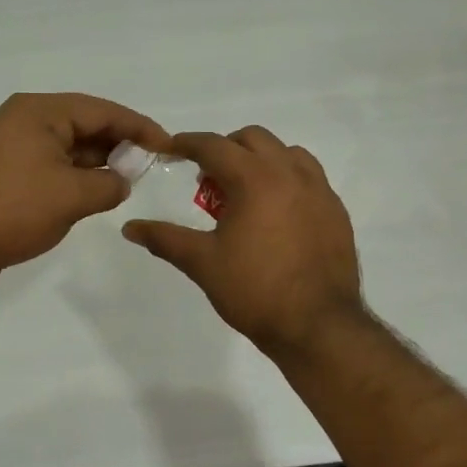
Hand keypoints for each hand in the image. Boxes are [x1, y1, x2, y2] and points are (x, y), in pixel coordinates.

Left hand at [0, 93, 171, 295]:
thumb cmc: (12, 210)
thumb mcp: (72, 196)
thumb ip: (109, 183)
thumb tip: (122, 182)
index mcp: (38, 112)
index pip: (101, 110)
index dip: (138, 126)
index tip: (167, 145)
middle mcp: (25, 122)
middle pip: (84, 125)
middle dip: (119, 145)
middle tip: (152, 166)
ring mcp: (14, 149)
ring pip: (69, 149)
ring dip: (99, 164)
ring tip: (130, 181)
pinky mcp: (8, 176)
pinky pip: (53, 168)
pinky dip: (77, 178)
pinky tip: (98, 194)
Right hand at [122, 126, 366, 355]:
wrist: (319, 327)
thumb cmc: (255, 291)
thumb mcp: (203, 263)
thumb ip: (165, 239)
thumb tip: (130, 228)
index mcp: (255, 179)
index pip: (214, 145)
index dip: (186, 143)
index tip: (169, 149)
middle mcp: (291, 173)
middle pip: (252, 139)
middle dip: (225, 149)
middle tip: (207, 180)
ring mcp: (320, 190)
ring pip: (286, 153)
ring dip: (260, 160)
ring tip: (245, 193)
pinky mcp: (336, 211)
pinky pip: (309, 177)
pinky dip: (287, 179)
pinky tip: (276, 213)